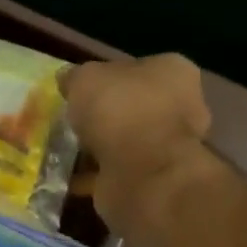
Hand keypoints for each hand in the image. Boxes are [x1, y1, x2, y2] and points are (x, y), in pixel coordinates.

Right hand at [62, 55, 214, 238]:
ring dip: (99, 146)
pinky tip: (69, 175)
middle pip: (132, 105)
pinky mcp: (154, 179)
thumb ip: (75, 77)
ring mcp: (169, 146)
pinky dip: (95, 174)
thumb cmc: (120, 110)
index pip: (137, 67)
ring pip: (125, 141)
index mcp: (173, 73)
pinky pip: (117, 171)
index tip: (81, 89)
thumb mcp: (85, 78)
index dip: (107, 76)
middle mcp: (180, 107)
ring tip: (65, 149)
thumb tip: (67, 80)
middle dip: (104, 114)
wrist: (141, 173)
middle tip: (72, 119)